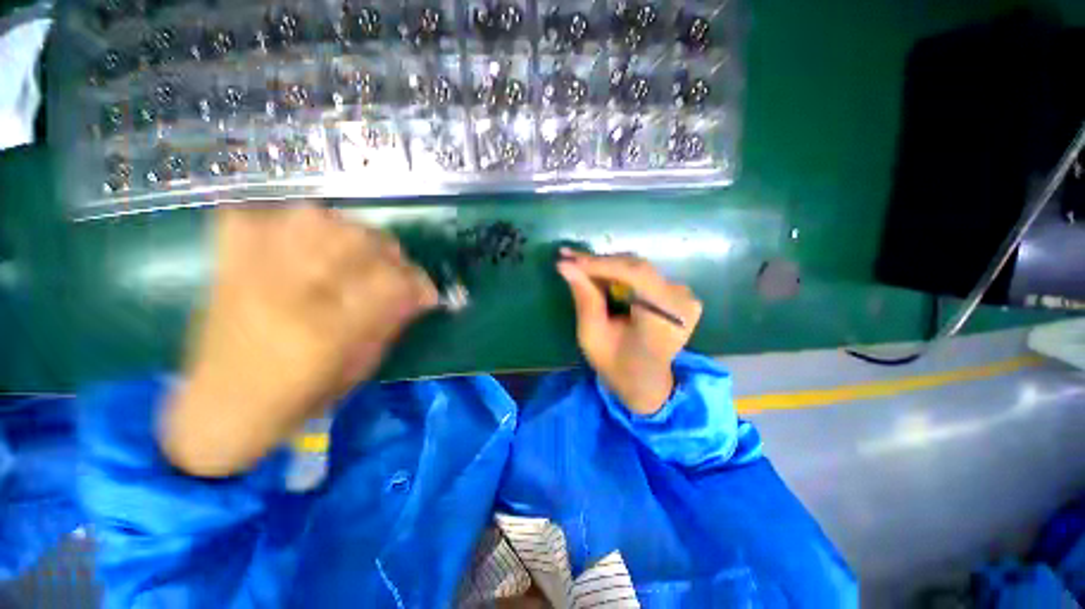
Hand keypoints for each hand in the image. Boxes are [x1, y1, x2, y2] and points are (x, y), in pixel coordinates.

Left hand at [161, 203, 436, 476]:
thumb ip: (391, 323)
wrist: (220, 407)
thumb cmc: (299, 399)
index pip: (391, 282)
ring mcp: (250, 272)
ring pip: (315, 218)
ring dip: (347, 231)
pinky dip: (287, 220)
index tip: (425, 292)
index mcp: (327, 332)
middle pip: (357, 239)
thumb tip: (418, 292)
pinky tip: (301, 240)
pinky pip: (261, 216)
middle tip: (392, 268)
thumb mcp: (360, 368)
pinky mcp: (226, 263)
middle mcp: (289, 294)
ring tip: (352, 252)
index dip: (418, 282)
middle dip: (389, 252)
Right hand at [557, 250, 702, 414]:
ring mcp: (685, 297)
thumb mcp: (593, 336)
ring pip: (639, 268)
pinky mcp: (680, 294)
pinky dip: (620, 273)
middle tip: (569, 258)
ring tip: (579, 264)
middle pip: (637, 268)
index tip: (570, 260)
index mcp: (665, 320)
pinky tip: (600, 274)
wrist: (646, 382)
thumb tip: (565, 266)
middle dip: (600, 263)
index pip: (635, 276)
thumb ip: (585, 299)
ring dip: (607, 266)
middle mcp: (681, 303)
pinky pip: (645, 275)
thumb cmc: (617, 365)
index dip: (601, 265)